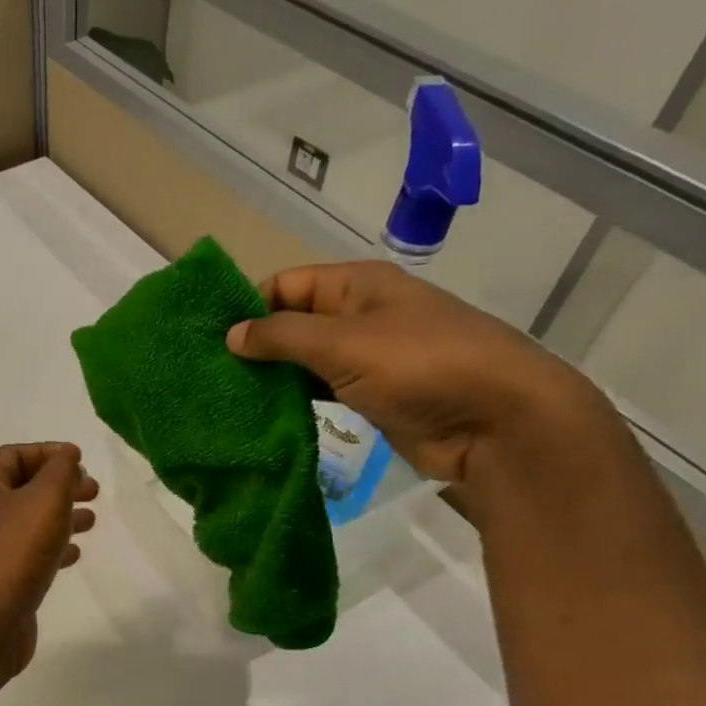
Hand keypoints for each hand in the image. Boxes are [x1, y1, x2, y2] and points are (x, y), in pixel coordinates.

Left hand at [0, 442, 98, 678]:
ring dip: (59, 516)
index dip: (50, 453)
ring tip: (92, 520)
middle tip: (94, 491)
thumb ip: (61, 471)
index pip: (14, 455)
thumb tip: (66, 455)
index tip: (83, 461)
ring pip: (26, 521)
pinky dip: (50, 547)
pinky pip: (24, 552)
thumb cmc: (14, 552)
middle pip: (21, 487)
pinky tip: (74, 554)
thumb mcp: (45, 499)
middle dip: (59, 486)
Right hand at [225, 260, 625, 515]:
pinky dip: (295, 402)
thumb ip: (282, 336)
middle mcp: (360, 315)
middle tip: (208, 375)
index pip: (286, 284)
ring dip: (272, 378)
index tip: (209, 338)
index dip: (248, 306)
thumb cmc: (420, 365)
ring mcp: (367, 359)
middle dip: (254, 346)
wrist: (498, 422)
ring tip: (225, 399)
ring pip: (304, 362)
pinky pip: (321, 392)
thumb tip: (231, 335)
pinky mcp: (372, 397)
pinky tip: (263, 418)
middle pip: (292, 323)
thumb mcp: (343, 343)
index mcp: (356, 285)